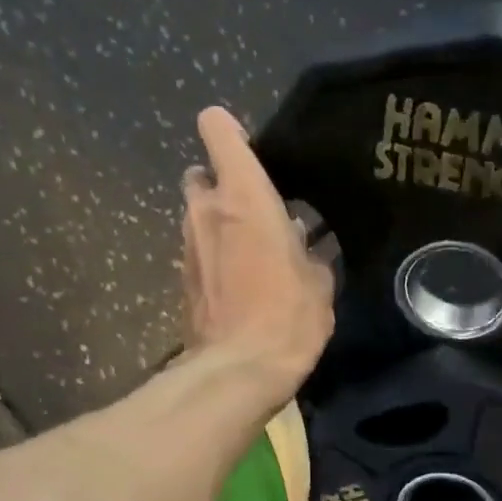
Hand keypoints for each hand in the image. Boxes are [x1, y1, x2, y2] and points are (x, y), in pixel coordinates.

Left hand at [180, 106, 334, 400]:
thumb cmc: (286, 318)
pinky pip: (199, 255)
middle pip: (203, 175)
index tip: (254, 156)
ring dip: (220, 229)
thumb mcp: (319, 284)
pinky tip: (241, 290)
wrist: (238, 372)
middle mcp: (205, 210)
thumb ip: (311, 253)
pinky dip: (215, 262)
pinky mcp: (182, 281)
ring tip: (253, 260)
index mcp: (242, 196)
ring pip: (198, 218)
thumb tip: (308, 246)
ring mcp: (187, 246)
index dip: (232, 133)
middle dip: (223, 189)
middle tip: (255, 217)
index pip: (217, 128)